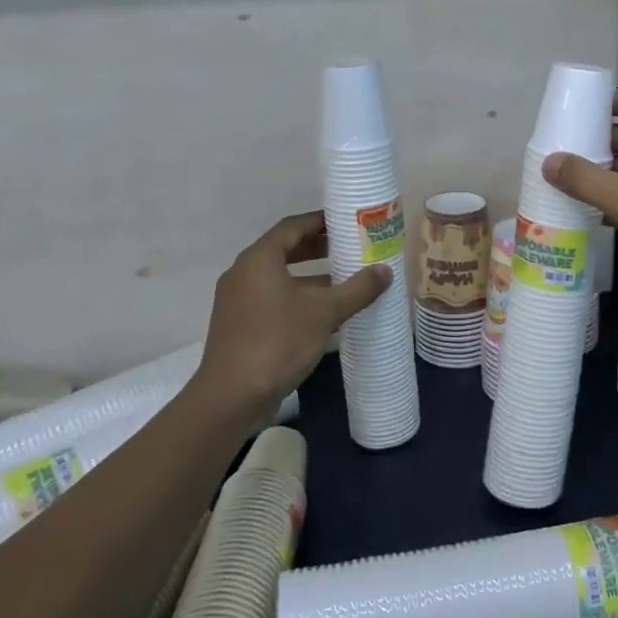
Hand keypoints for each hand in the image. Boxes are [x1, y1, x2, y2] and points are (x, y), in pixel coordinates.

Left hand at [194, 212, 390, 416]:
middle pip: (284, 250)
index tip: (346, 222)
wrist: (231, 396)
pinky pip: (272, 299)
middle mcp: (243, 273)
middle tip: (349, 248)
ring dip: (310, 276)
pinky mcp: (238, 325)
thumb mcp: (325, 312)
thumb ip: (357, 289)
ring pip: (278, 277)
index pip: (292, 226)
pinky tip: (323, 315)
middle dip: (317, 248)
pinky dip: (297, 297)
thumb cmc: (278, 341)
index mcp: (259, 259)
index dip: (320, 221)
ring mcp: (237, 300)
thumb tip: (385, 271)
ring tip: (343, 281)